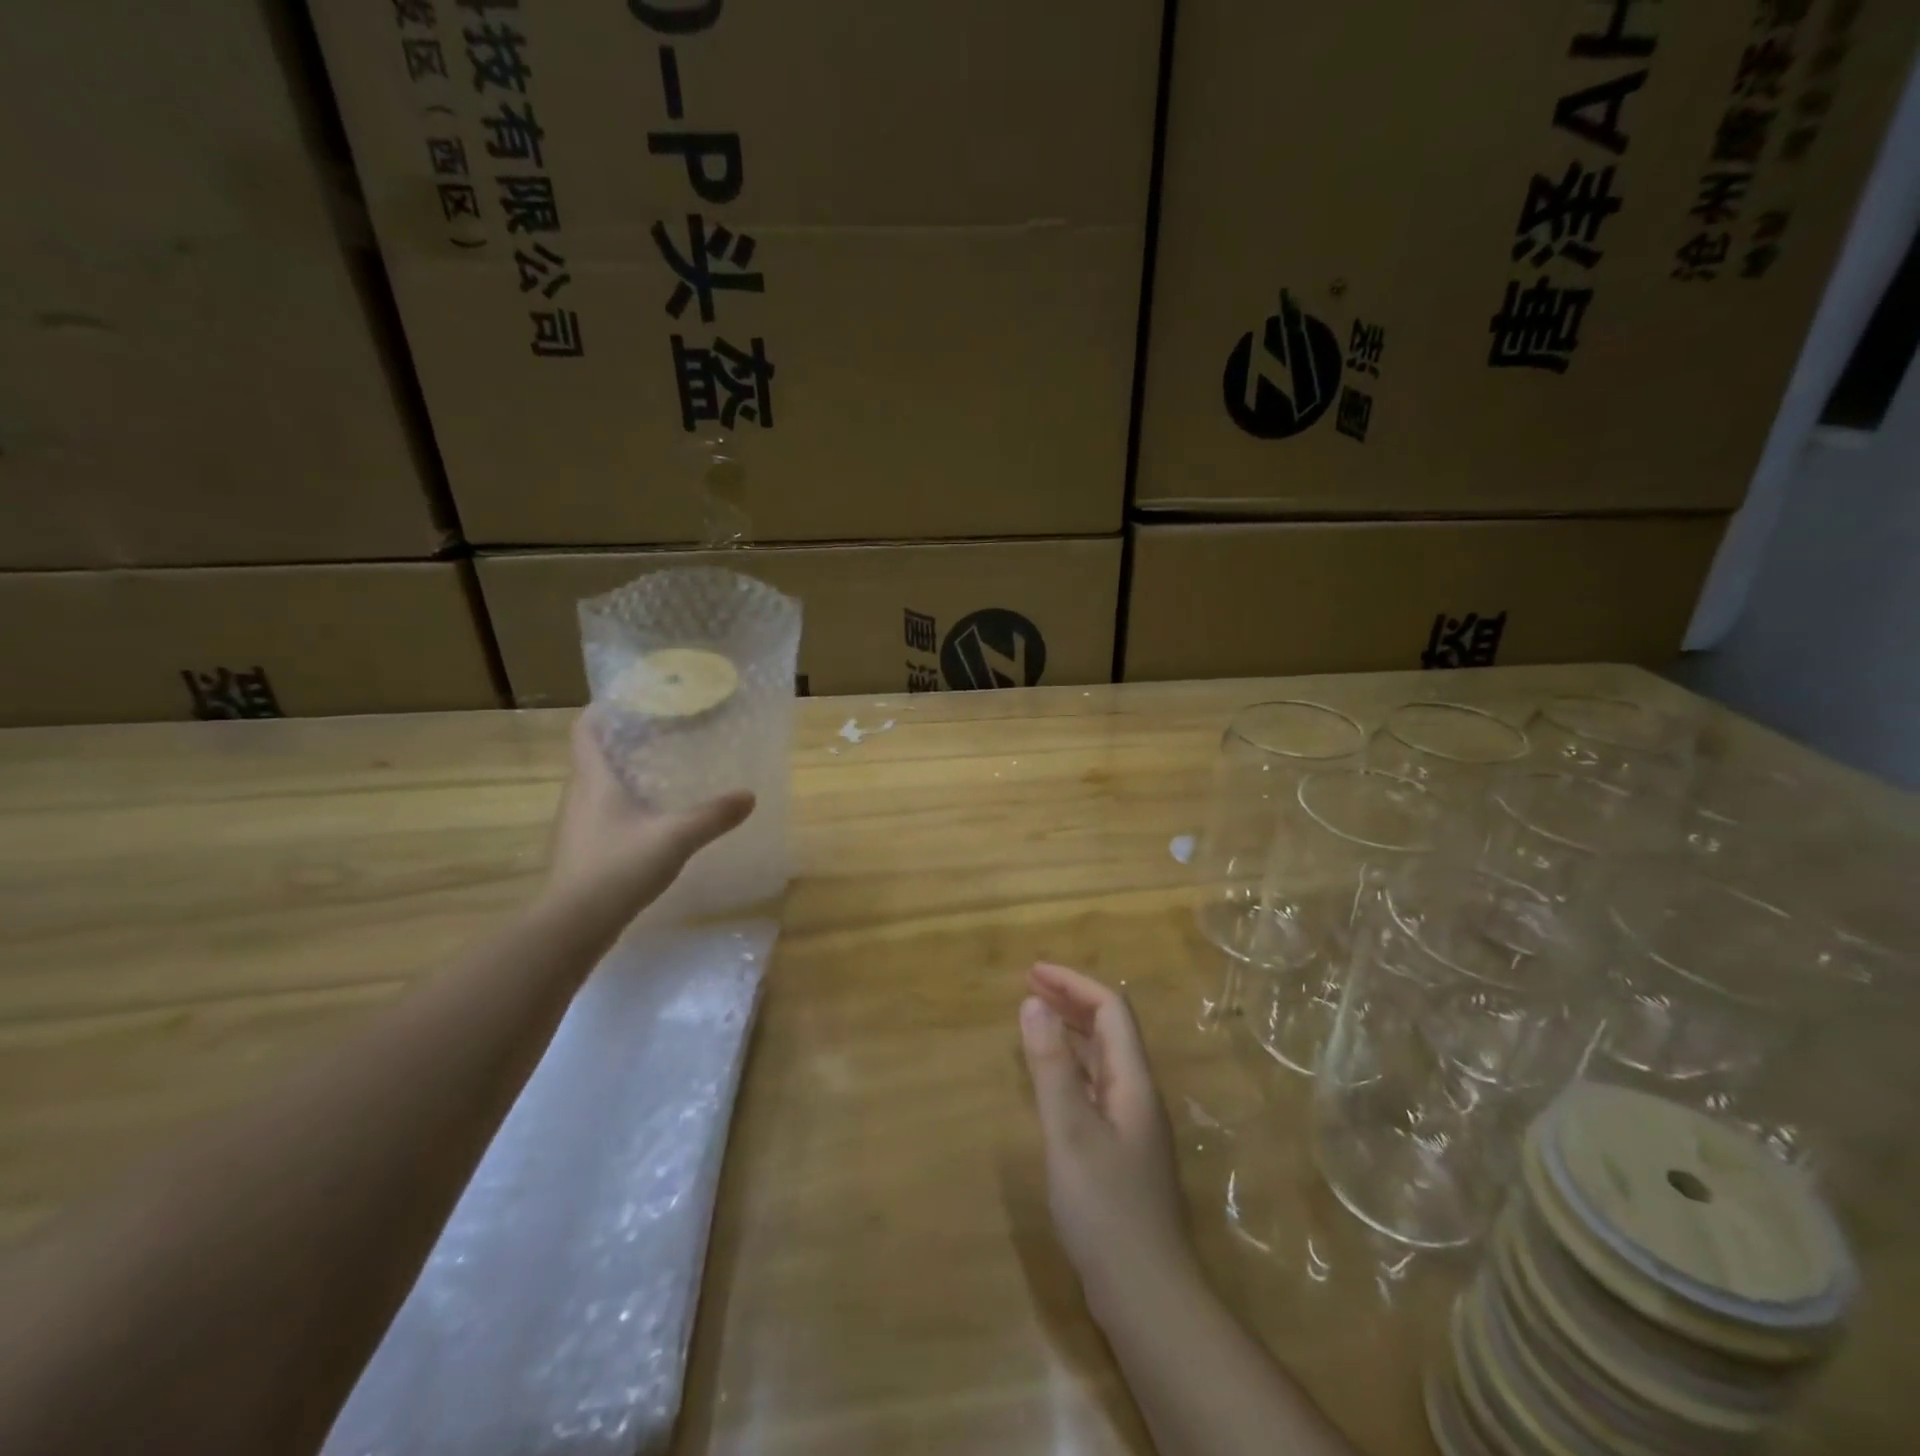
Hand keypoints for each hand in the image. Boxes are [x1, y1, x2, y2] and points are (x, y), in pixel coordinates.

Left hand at [545, 709, 754, 921]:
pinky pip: (600, 814)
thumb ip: (713, 815)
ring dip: (622, 775)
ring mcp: (576, 826)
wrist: (573, 925)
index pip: (585, 730)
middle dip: (623, 742)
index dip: (603, 710)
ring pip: (596, 787)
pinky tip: (650, 820)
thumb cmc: (619, 867)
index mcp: (594, 780)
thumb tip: (749, 795)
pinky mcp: (580, 851)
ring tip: (660, 773)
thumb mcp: (675, 837)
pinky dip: (622, 806)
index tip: (632, 701)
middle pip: (594, 756)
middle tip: (661, 734)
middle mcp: (578, 796)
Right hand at [1019, 962, 1194, 1314]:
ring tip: (1035, 1020)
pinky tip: (1049, 1080)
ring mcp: (1130, 1125)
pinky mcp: (1119, 1152)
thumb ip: (1051, 1066)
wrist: (1147, 1296)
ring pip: (1101, 1059)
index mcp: (1132, 1081)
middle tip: (1029, 987)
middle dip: (1071, 1000)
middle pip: (1109, 1030)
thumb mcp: (1070, 1130)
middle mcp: (1136, 1094)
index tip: (1032, 972)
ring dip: (1071, 1031)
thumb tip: (1034, 1002)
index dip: (1074, 983)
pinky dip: (1069, 1067)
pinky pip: (1093, 1087)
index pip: (1110, 1009)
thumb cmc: (1106, 1207)